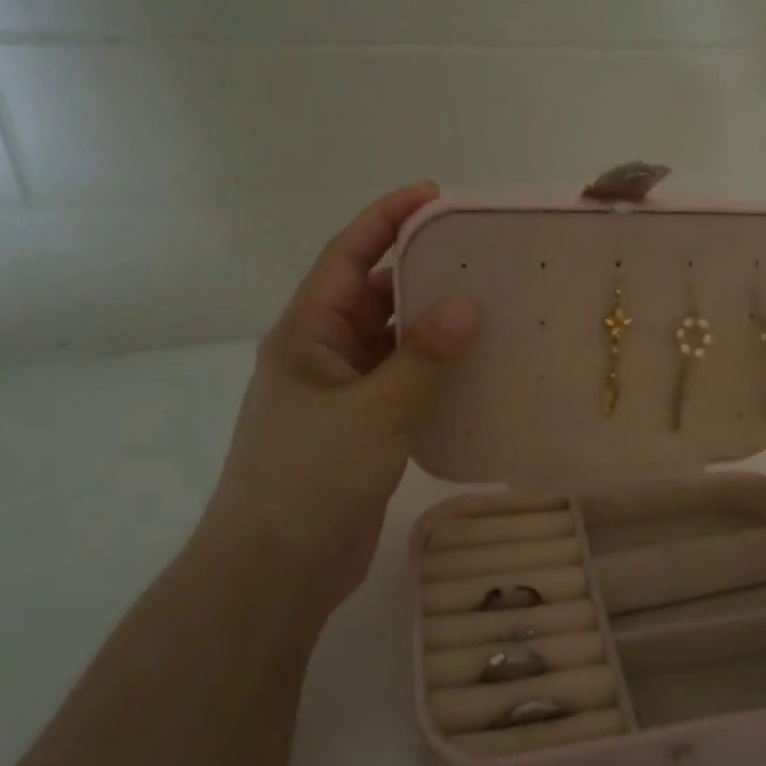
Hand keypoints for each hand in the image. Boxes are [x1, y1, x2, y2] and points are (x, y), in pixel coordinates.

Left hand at [197, 183, 477, 611]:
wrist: (277, 568)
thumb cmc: (312, 478)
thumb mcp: (374, 411)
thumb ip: (423, 358)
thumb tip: (466, 304)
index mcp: (306, 334)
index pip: (347, 258)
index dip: (386, 220)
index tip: (435, 197)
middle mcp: (320, 355)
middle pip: (372, 296)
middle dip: (418, 272)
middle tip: (479, 258)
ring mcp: (340, 396)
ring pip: (390, 344)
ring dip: (430, 326)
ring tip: (488, 307)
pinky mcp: (360, 431)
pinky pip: (400, 385)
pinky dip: (432, 372)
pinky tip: (473, 371)